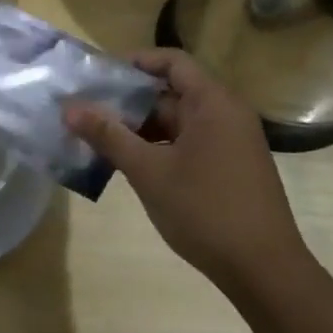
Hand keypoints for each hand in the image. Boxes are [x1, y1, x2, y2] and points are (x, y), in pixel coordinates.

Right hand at [64, 50, 310, 286]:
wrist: (263, 270)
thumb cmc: (205, 210)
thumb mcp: (148, 171)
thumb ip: (108, 136)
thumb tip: (69, 108)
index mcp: (213, 104)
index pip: (172, 62)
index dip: (135, 62)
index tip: (98, 76)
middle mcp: (226, 115)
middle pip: (171, 92)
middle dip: (128, 101)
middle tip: (86, 112)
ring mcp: (230, 143)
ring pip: (176, 122)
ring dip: (139, 128)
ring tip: (98, 140)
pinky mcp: (229, 167)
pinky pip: (187, 143)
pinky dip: (157, 148)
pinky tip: (127, 165)